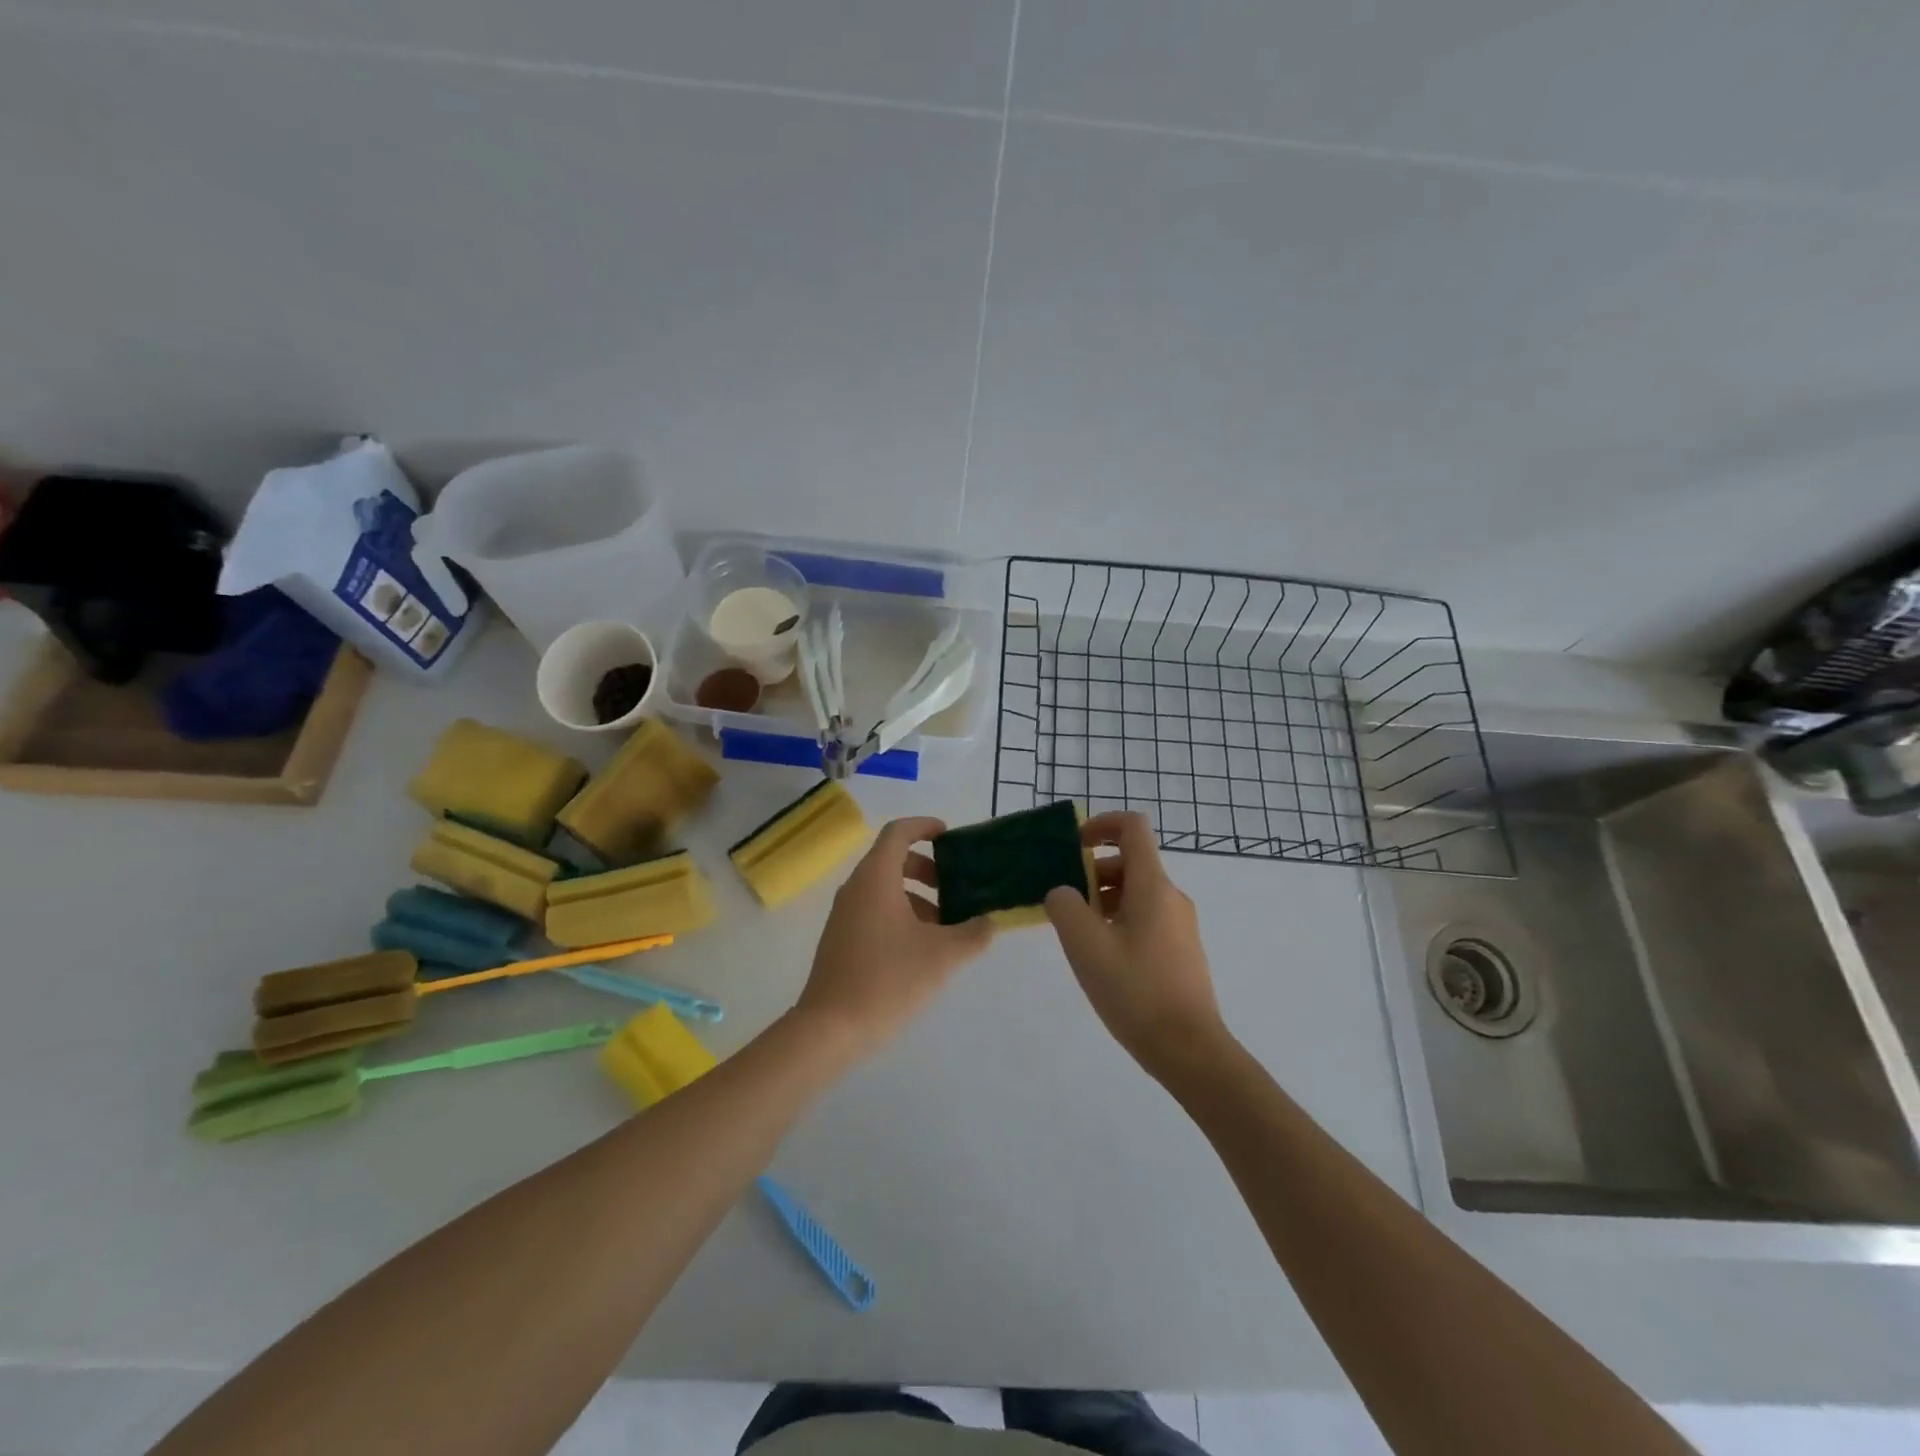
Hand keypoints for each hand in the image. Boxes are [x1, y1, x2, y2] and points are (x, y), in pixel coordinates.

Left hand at [793, 815, 994, 1060]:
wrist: (830, 1030)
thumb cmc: (887, 980)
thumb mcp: (943, 956)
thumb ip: (973, 934)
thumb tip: (988, 922)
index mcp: (876, 878)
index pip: (898, 833)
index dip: (924, 827)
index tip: (949, 835)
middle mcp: (856, 889)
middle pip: (891, 860)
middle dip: (926, 867)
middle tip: (954, 887)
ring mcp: (844, 915)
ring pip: (884, 889)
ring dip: (916, 896)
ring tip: (946, 926)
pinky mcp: (841, 940)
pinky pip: (874, 911)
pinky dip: (901, 915)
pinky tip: (922, 950)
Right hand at [1045, 811, 1228, 1080]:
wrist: (1189, 1050)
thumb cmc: (1135, 991)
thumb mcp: (1085, 945)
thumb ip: (1065, 907)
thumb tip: (1063, 893)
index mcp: (1153, 886)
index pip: (1132, 828)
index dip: (1101, 824)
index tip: (1073, 846)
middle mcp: (1172, 897)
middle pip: (1130, 862)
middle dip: (1092, 872)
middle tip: (1065, 903)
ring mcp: (1180, 926)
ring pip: (1136, 893)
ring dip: (1103, 900)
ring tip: (1078, 935)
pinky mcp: (1181, 952)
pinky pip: (1145, 918)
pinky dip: (1118, 922)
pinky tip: (1102, 959)